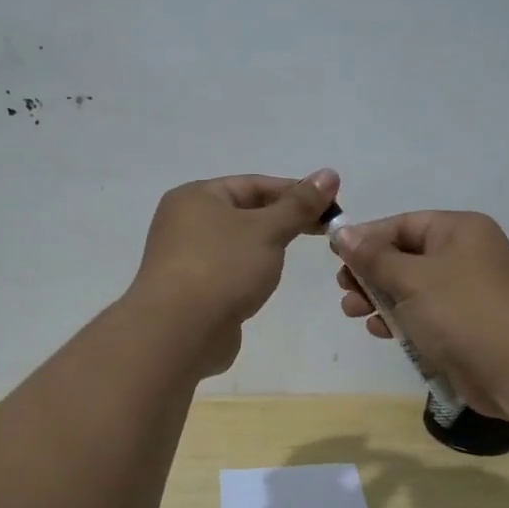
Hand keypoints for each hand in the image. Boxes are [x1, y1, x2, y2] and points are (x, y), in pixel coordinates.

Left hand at [132, 169, 341, 376]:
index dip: (294, 191)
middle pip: (243, 211)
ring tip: (294, 255)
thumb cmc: (222, 268)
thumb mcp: (267, 230)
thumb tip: (329, 174)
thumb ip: (299, 205)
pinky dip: (249, 271)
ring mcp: (184, 258)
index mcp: (195, 197)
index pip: (253, 184)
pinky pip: (227, 270)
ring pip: (236, 243)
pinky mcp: (191, 290)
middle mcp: (184, 222)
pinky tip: (266, 282)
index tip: (330, 206)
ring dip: (265, 247)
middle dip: (282, 219)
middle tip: (322, 231)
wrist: (178, 333)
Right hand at [333, 211, 508, 416]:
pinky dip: (402, 320)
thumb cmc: (464, 312)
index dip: (367, 238)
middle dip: (370, 273)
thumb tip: (342, 232)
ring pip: (413, 288)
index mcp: (459, 230)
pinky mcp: (467, 326)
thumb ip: (374, 257)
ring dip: (381, 298)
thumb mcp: (412, 279)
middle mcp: (466, 255)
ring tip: (353, 312)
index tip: (334, 256)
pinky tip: (380, 331)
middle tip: (344, 289)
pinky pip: (425, 315)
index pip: (403, 224)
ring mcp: (468, 292)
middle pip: (406, 256)